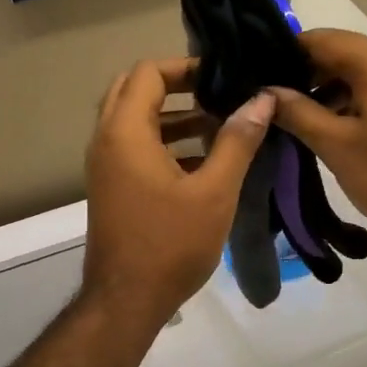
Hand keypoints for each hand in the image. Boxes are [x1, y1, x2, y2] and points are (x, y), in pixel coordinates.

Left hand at [82, 58, 274, 329]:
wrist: (127, 300)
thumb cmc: (171, 244)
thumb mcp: (214, 191)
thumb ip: (237, 141)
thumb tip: (262, 99)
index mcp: (125, 133)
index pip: (148, 72)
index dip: (187, 67)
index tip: (223, 78)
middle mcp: (106, 141)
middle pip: (134, 91)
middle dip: (177, 87)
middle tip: (218, 95)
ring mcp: (104, 167)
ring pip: (133, 121)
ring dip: (172, 116)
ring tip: (218, 125)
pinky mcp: (111, 189)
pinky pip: (134, 148)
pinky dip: (164, 142)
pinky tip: (202, 161)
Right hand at [268, 30, 366, 248]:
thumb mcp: (337, 146)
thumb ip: (297, 112)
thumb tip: (264, 92)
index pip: (316, 39)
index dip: (281, 56)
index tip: (256, 81)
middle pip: (338, 53)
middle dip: (303, 77)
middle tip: (271, 106)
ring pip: (358, 72)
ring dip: (327, 92)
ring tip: (297, 122)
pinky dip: (352, 101)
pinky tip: (332, 129)